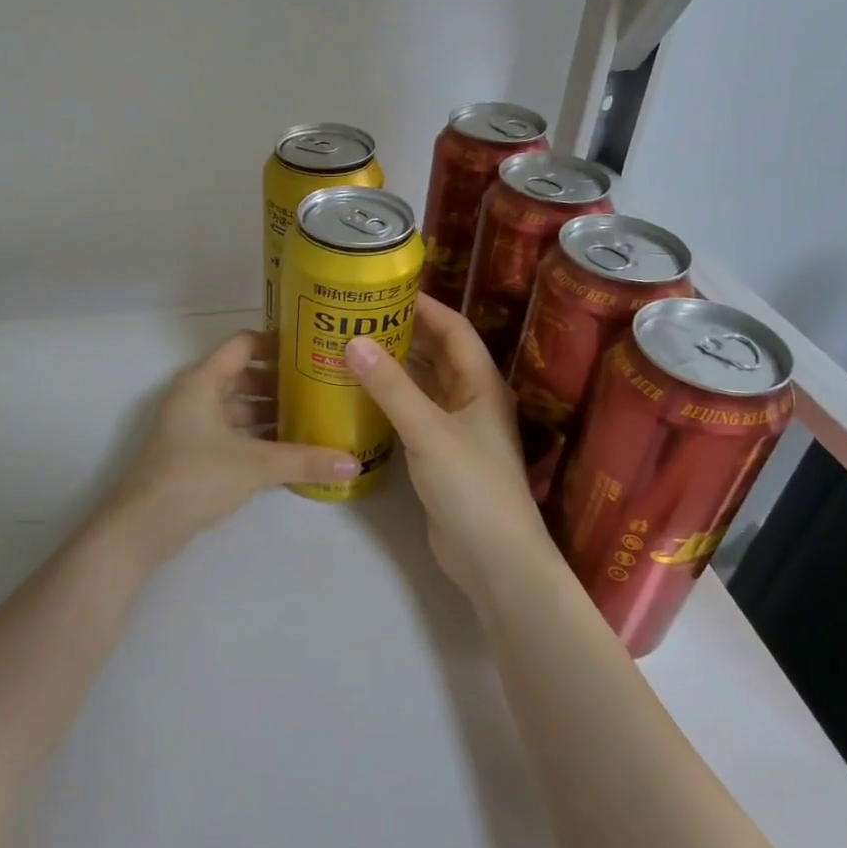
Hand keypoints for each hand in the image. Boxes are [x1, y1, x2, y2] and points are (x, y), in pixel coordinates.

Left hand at [107, 330, 359, 549]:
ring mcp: (194, 425)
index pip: (244, 345)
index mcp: (203, 381)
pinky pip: (234, 432)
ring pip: (240, 406)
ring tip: (315, 416)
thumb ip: (305, 461)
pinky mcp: (196, 452)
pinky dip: (259, 435)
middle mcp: (197, 396)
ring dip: (272, 411)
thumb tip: (353, 462)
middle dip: (282, 381)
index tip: (314, 350)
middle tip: (323, 386)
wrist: (143, 526)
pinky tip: (291, 448)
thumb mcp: (255, 465)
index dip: (277, 343)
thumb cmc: (195, 477)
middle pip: (244, 376)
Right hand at [345, 295, 554, 597]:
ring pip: (424, 385)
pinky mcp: (440, 455)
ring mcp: (456, 429)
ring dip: (395, 367)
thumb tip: (353, 340)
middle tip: (358, 317)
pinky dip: (391, 399)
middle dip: (403, 332)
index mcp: (481, 384)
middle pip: (438, 354)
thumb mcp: (428, 431)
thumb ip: (391, 387)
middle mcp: (472, 400)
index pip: (454, 330)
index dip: (424, 306)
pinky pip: (414, 413)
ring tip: (352, 348)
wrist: (494, 558)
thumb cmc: (471, 486)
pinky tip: (360, 396)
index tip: (385, 289)